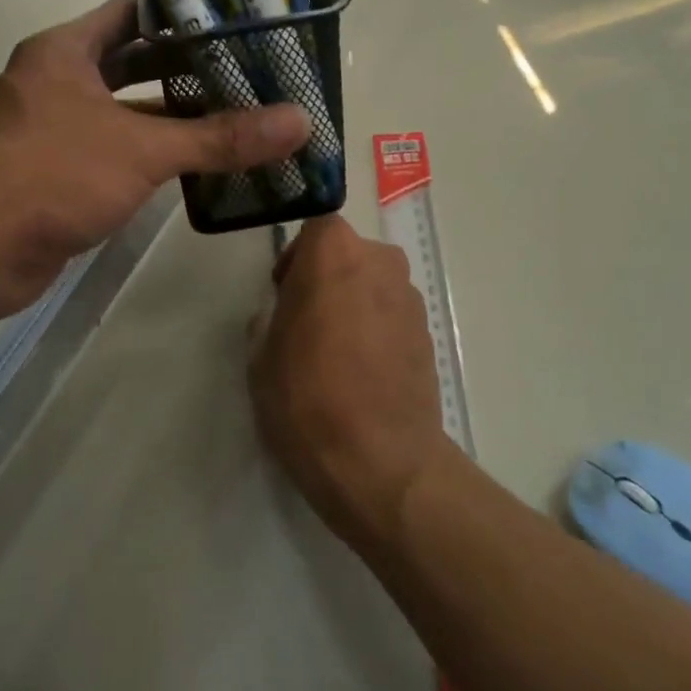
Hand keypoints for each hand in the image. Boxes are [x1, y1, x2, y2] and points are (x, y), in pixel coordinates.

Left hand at [0, 0, 309, 323]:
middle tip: (248, 70)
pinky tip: (198, 162)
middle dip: (186, 67)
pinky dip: (152, 152)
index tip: (236, 20)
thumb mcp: (142, 149)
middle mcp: (57, 81)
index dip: (182, 14)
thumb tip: (298, 122)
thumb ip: (220, 137)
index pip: (132, 13)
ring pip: (125, 110)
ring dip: (173, 114)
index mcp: (65, 51)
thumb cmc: (51, 175)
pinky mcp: (58, 172)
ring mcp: (55, 129)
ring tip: (237, 113)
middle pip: (133, 62)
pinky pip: (116, 150)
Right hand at [248, 215, 454, 550]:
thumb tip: (286, 312)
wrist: (381, 462)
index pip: (316, 227)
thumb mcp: (261, 355)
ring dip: (354, 303)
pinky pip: (392, 314)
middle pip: (348, 254)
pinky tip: (363, 372)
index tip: (285, 291)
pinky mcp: (428, 333)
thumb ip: (272, 316)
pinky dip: (377, 329)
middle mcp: (380, 262)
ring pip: (373, 283)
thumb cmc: (307, 399)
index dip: (298, 256)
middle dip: (326, 278)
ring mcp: (410, 298)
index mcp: (335, 254)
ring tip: (336, 353)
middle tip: (305, 322)